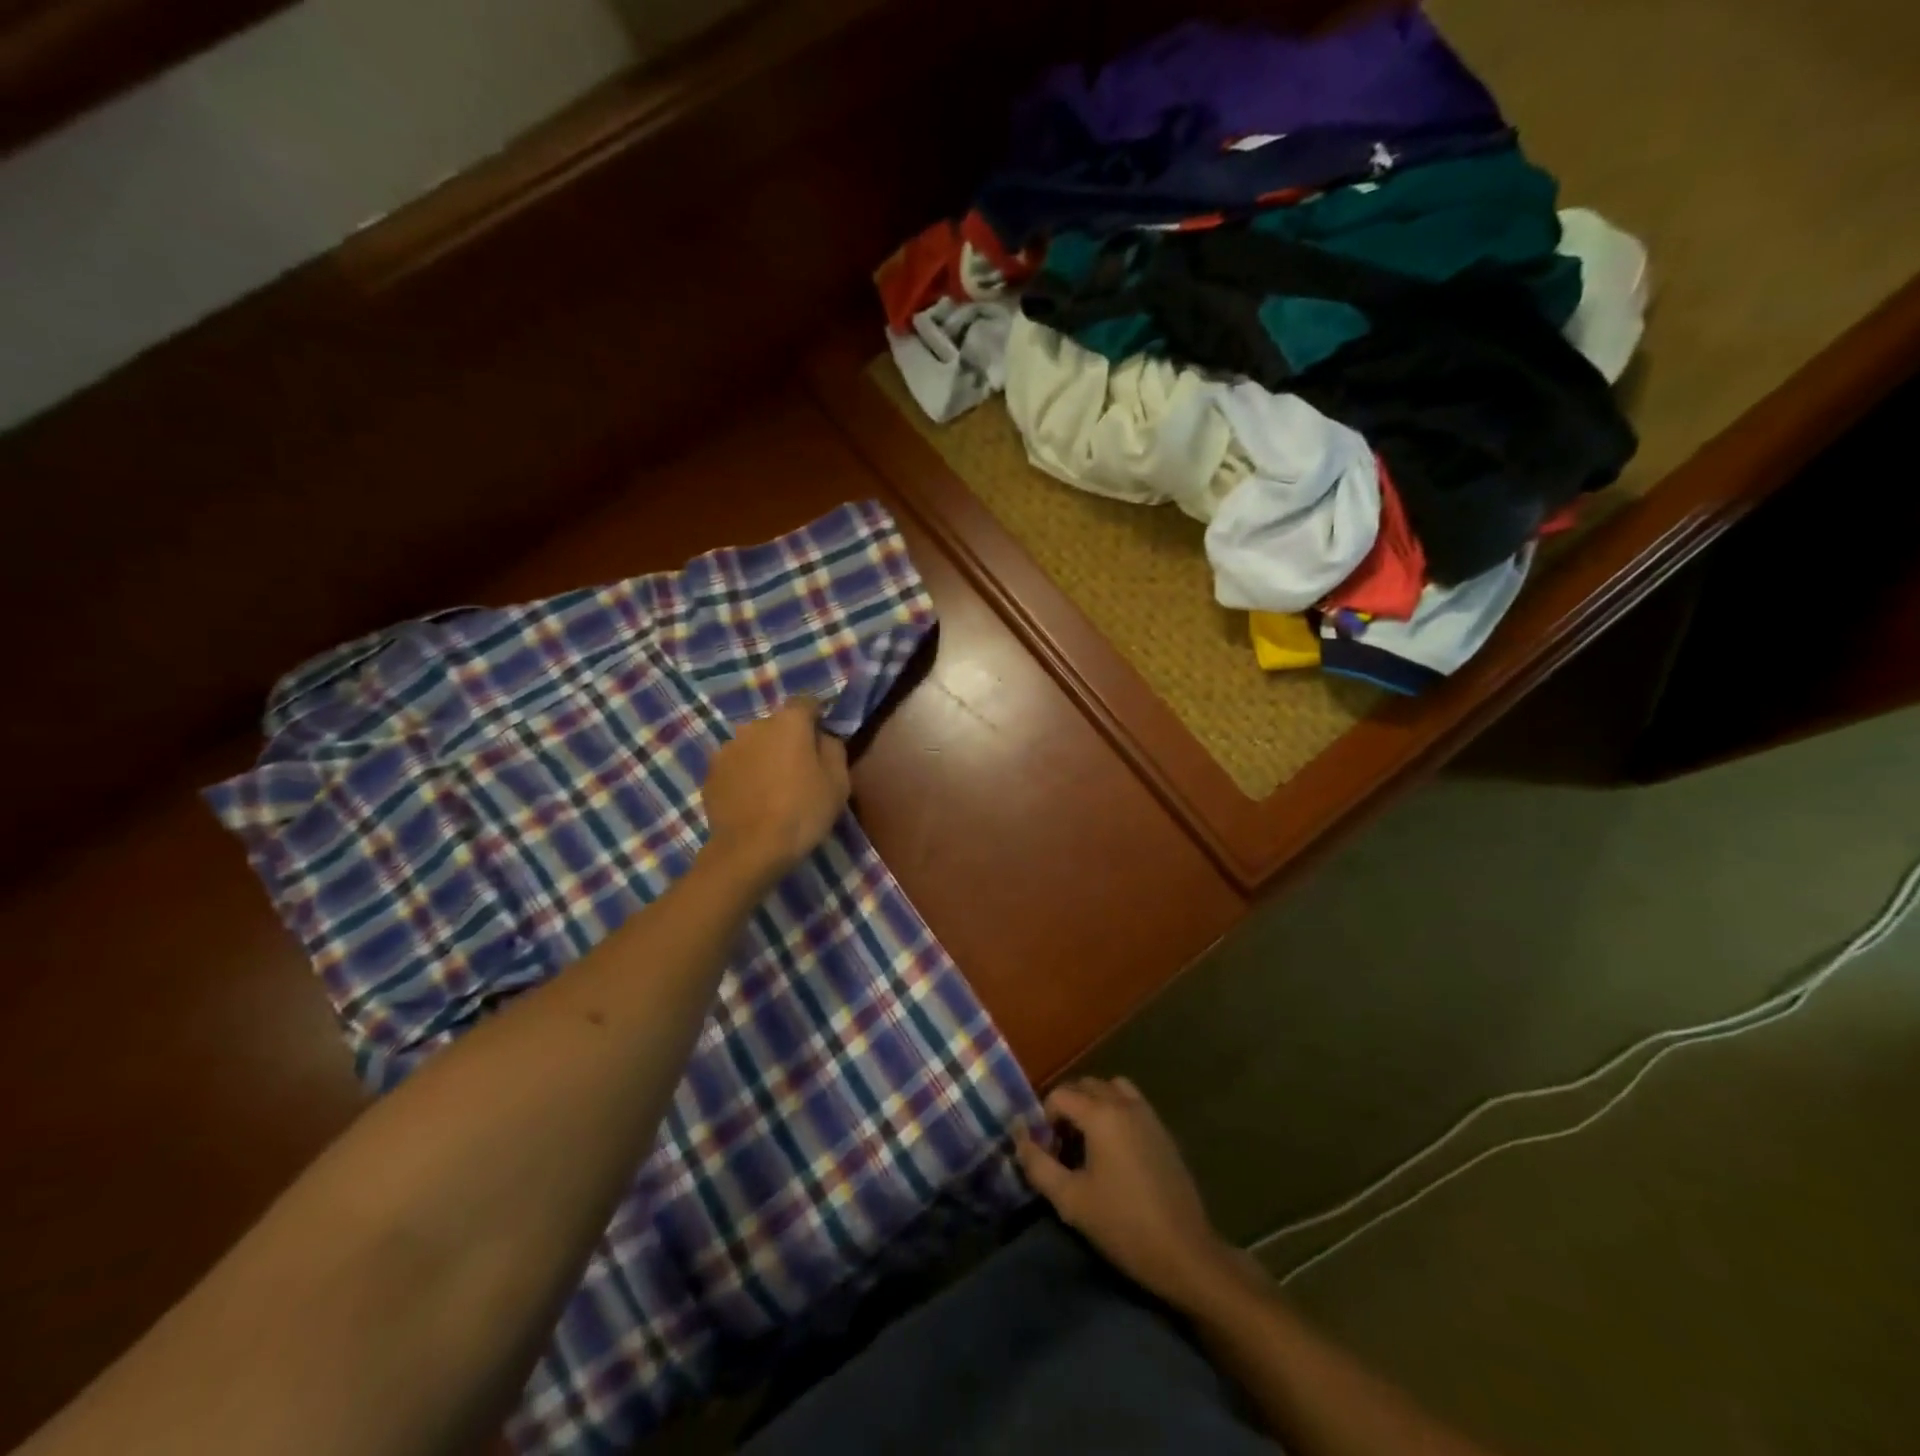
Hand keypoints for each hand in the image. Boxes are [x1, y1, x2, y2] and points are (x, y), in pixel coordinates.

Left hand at [699, 699, 850, 890]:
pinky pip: (736, 766)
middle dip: (789, 740)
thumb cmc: (803, 811)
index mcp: (788, 721)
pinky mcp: (710, 773)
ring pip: (754, 745)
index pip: (807, 702)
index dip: (818, 717)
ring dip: (765, 757)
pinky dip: (746, 775)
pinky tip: (754, 801)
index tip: (824, 739)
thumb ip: (833, 748)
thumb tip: (823, 736)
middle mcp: (754, 725)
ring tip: (774, 788)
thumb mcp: (838, 781)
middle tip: (801, 770)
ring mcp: (727, 748)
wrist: (750, 850)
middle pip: (778, 724)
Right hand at [1017, 1077, 1237, 1309]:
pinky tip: (1115, 1151)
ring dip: (1094, 1104)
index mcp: (1100, 1114)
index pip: (1059, 1095)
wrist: (1185, 1252)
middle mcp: (1124, 1103)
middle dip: (1067, 1107)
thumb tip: (1020, 1139)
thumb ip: (1038, 1165)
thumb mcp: (1071, 1201)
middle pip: (1086, 1085)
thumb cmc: (1123, 1225)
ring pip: (1112, 1089)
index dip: (1045, 1119)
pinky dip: (1116, 1111)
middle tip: (1061, 1146)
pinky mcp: (1163, 1131)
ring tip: (1088, 1140)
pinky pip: (1132, 1103)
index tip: (1046, 1151)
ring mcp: (1148, 1114)